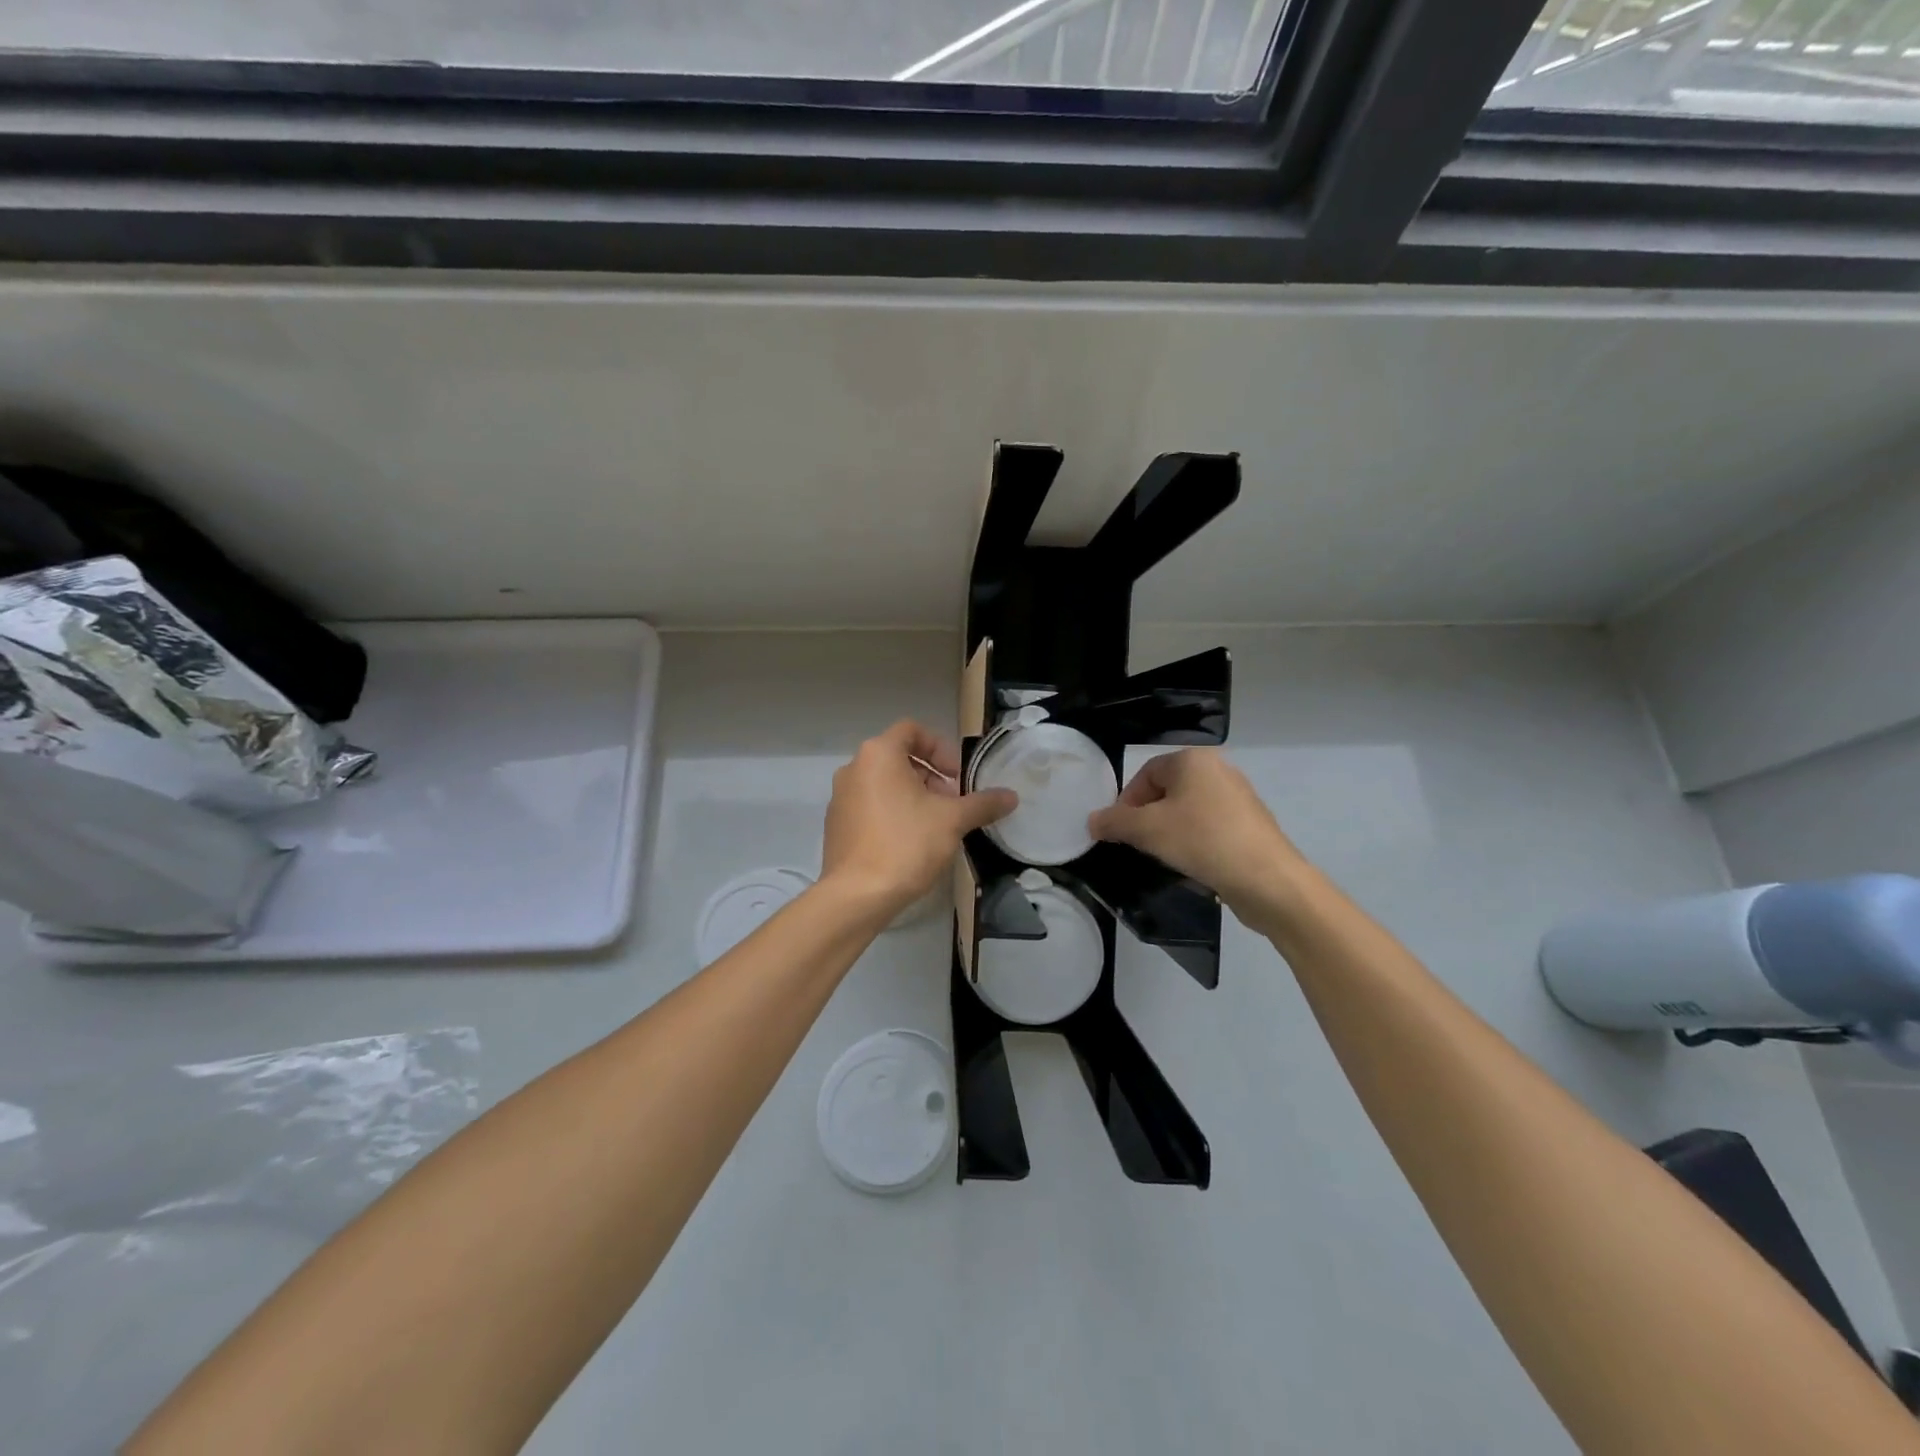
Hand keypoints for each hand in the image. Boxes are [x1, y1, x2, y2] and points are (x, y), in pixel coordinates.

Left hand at [821, 721, 1015, 919]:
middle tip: (953, 803)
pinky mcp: (836, 825)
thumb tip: (1011, 796)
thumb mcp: (953, 820)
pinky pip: (870, 806)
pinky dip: (892, 813)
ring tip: (936, 825)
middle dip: (931, 776)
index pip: (913, 730)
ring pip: (884, 784)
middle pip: (899, 758)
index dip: (940, 748)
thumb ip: (983, 803)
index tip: (958, 775)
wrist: (857, 896)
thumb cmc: (906, 844)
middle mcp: (854, 768)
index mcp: (878, 754)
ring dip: (913, 796)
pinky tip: (910, 842)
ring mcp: (840, 798)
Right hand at [1088, 748, 1306, 920]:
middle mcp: (1218, 770)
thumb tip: (1092, 820)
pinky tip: (1191, 864)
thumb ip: (1114, 822)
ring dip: (1169, 832)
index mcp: (1193, 760)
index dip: (1126, 803)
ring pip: (1187, 811)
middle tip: (1138, 846)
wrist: (1268, 880)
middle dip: (1146, 818)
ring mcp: (1238, 798)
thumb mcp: (1147, 831)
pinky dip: (1194, 842)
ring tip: (1164, 858)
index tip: (1118, 832)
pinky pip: (1209, 827)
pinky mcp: (1250, 825)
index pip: (1145, 774)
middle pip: (1166, 791)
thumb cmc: (1202, 841)